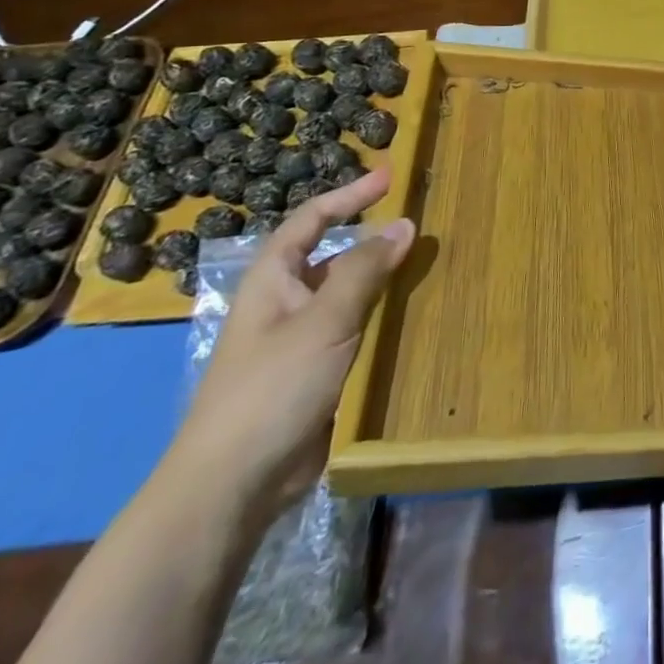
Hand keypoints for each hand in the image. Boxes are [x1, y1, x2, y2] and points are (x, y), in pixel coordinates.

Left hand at [170, 170, 414, 508]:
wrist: (232, 487)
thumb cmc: (271, 388)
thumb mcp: (323, 321)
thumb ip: (365, 270)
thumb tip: (404, 224)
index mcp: (273, 280)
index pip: (313, 219)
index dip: (350, 195)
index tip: (391, 176)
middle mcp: (286, 303)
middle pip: (335, 256)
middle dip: (375, 238)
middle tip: (421, 222)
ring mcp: (301, 341)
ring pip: (350, 295)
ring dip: (385, 279)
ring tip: (431, 264)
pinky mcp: (318, 375)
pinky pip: (357, 331)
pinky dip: (385, 318)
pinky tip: (417, 316)